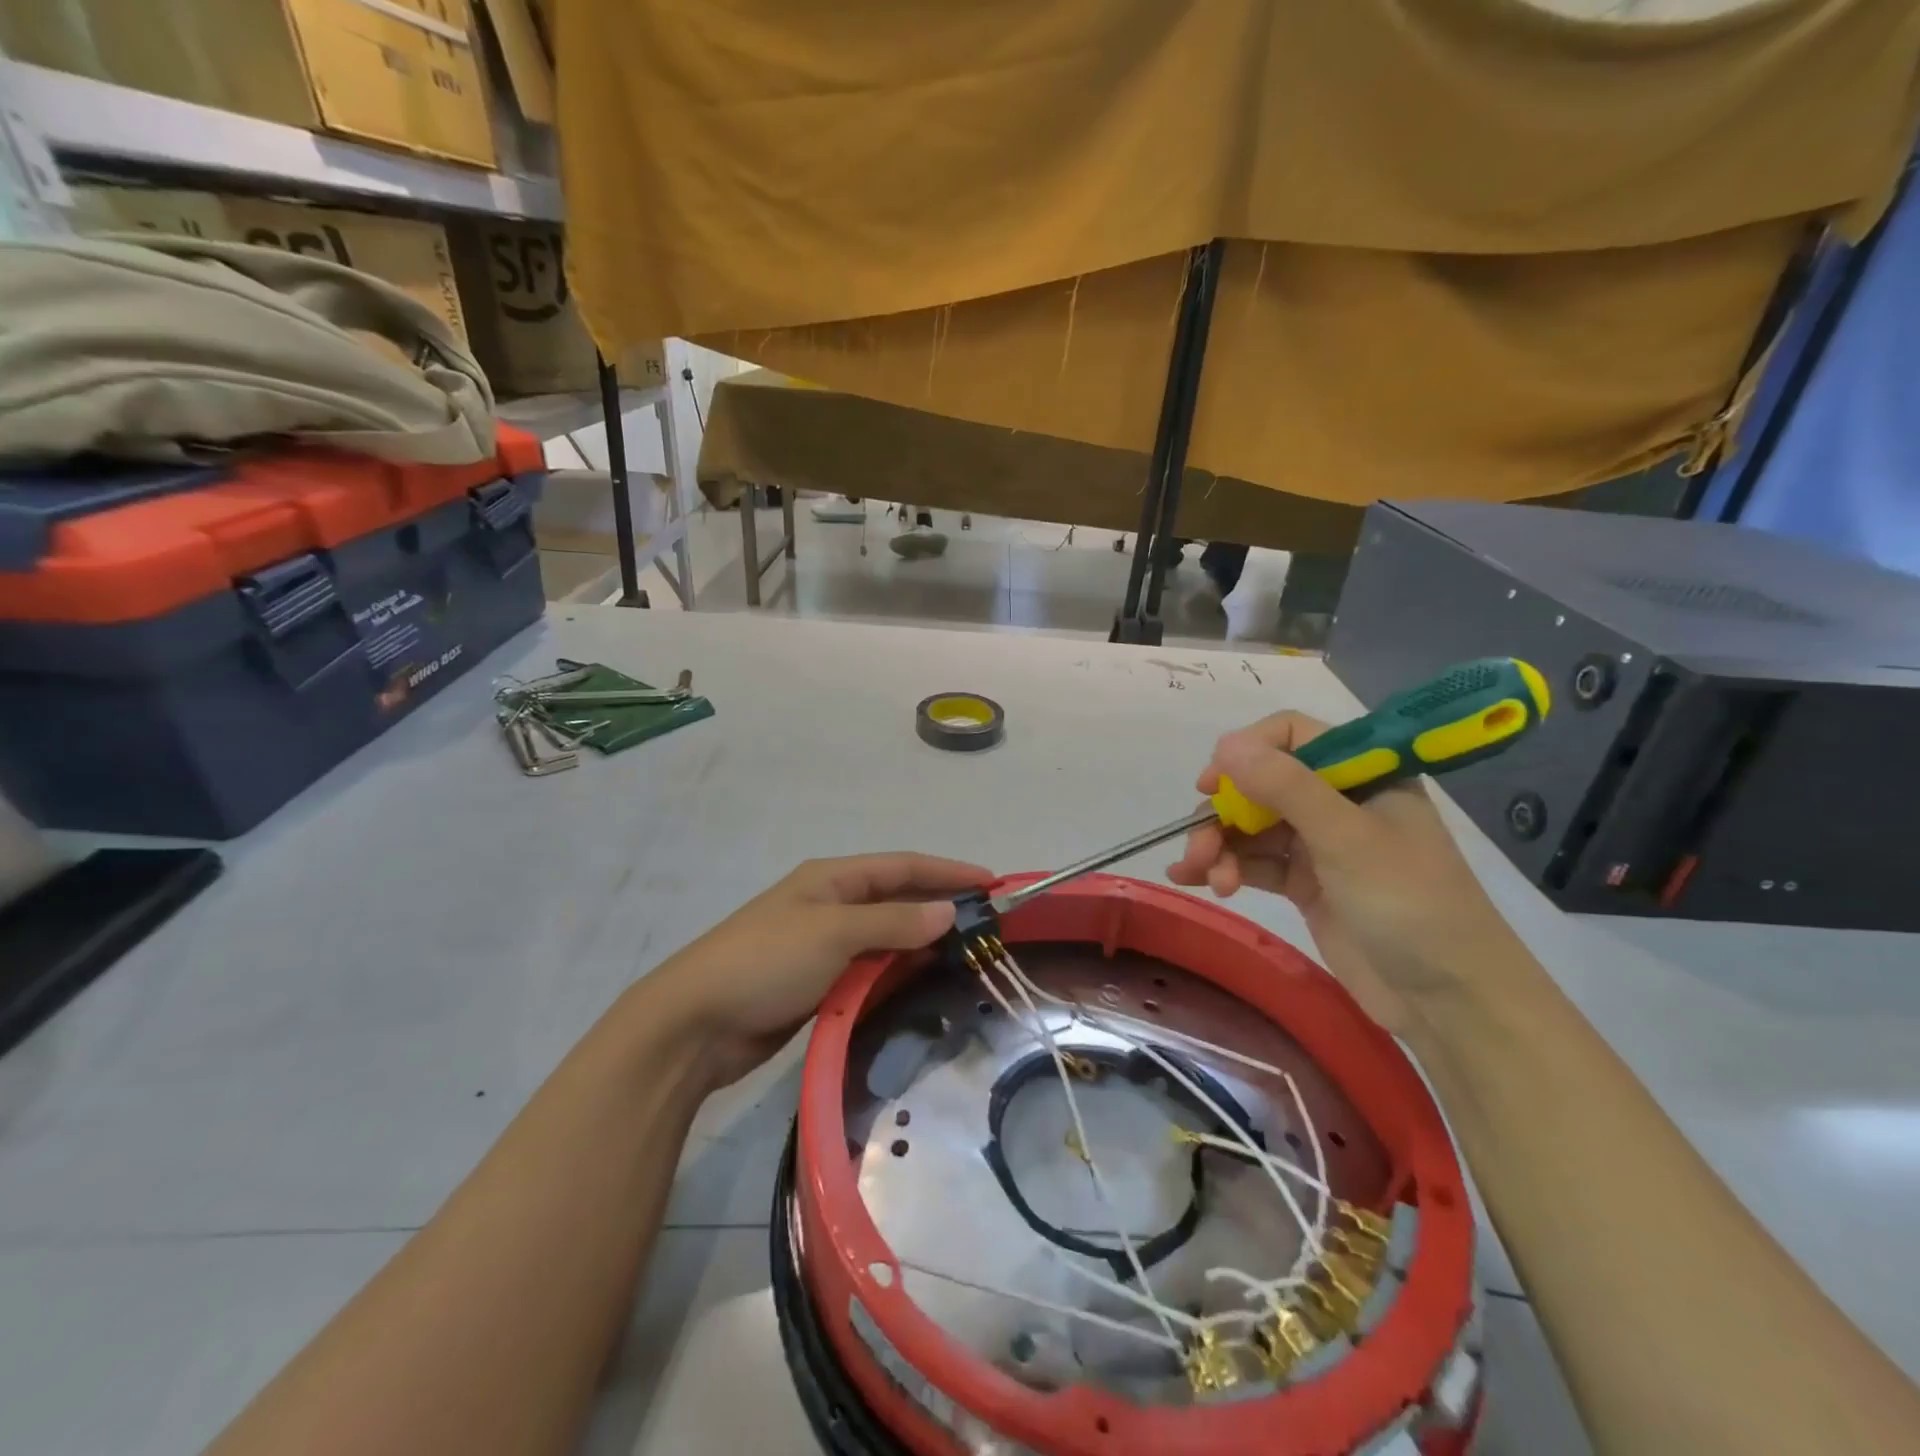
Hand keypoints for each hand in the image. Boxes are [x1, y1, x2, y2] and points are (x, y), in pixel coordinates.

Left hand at [648, 853, 990, 1087]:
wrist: (695, 1024)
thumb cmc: (766, 962)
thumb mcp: (834, 934)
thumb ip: (894, 922)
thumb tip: (948, 911)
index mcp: (832, 879)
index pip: (903, 866)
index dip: (947, 871)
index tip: (992, 883)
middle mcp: (830, 905)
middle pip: (897, 899)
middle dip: (939, 906)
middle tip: (987, 925)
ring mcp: (823, 945)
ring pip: (886, 937)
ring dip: (922, 942)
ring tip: (966, 956)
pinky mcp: (818, 983)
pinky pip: (870, 969)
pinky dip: (897, 972)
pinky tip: (923, 985)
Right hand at [1167, 711, 1523, 1034]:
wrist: (1450, 1002)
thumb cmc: (1409, 905)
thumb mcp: (1347, 839)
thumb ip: (1285, 787)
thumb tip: (1225, 744)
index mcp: (1362, 775)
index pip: (1293, 736)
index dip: (1247, 752)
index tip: (1213, 784)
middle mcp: (1338, 801)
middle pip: (1261, 785)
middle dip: (1224, 812)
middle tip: (1200, 847)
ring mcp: (1320, 845)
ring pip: (1251, 826)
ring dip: (1219, 845)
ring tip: (1204, 877)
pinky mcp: (1306, 885)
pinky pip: (1254, 863)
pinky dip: (1225, 868)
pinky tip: (1197, 883)